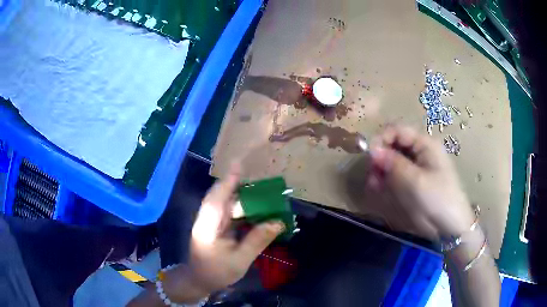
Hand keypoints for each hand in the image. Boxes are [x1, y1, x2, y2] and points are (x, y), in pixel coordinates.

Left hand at [164, 164, 284, 303]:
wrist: (198, 280)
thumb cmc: (217, 272)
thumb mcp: (240, 260)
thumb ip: (257, 240)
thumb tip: (278, 222)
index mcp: (209, 226)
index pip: (217, 198)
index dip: (228, 181)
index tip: (239, 163)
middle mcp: (207, 218)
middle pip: (221, 195)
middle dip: (237, 183)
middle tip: (259, 177)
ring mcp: (210, 220)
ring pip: (225, 201)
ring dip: (241, 194)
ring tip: (261, 189)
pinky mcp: (214, 225)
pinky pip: (228, 210)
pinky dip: (241, 206)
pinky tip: (255, 207)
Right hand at [367, 125, 474, 240]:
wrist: (448, 226)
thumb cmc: (436, 199)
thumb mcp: (414, 181)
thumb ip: (393, 163)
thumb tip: (372, 150)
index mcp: (425, 144)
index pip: (398, 131)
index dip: (382, 139)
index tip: (369, 155)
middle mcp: (419, 152)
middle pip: (394, 145)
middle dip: (380, 157)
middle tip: (371, 174)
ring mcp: (416, 168)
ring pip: (392, 161)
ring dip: (380, 170)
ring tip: (374, 185)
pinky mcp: (412, 182)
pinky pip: (394, 175)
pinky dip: (385, 180)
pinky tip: (378, 189)